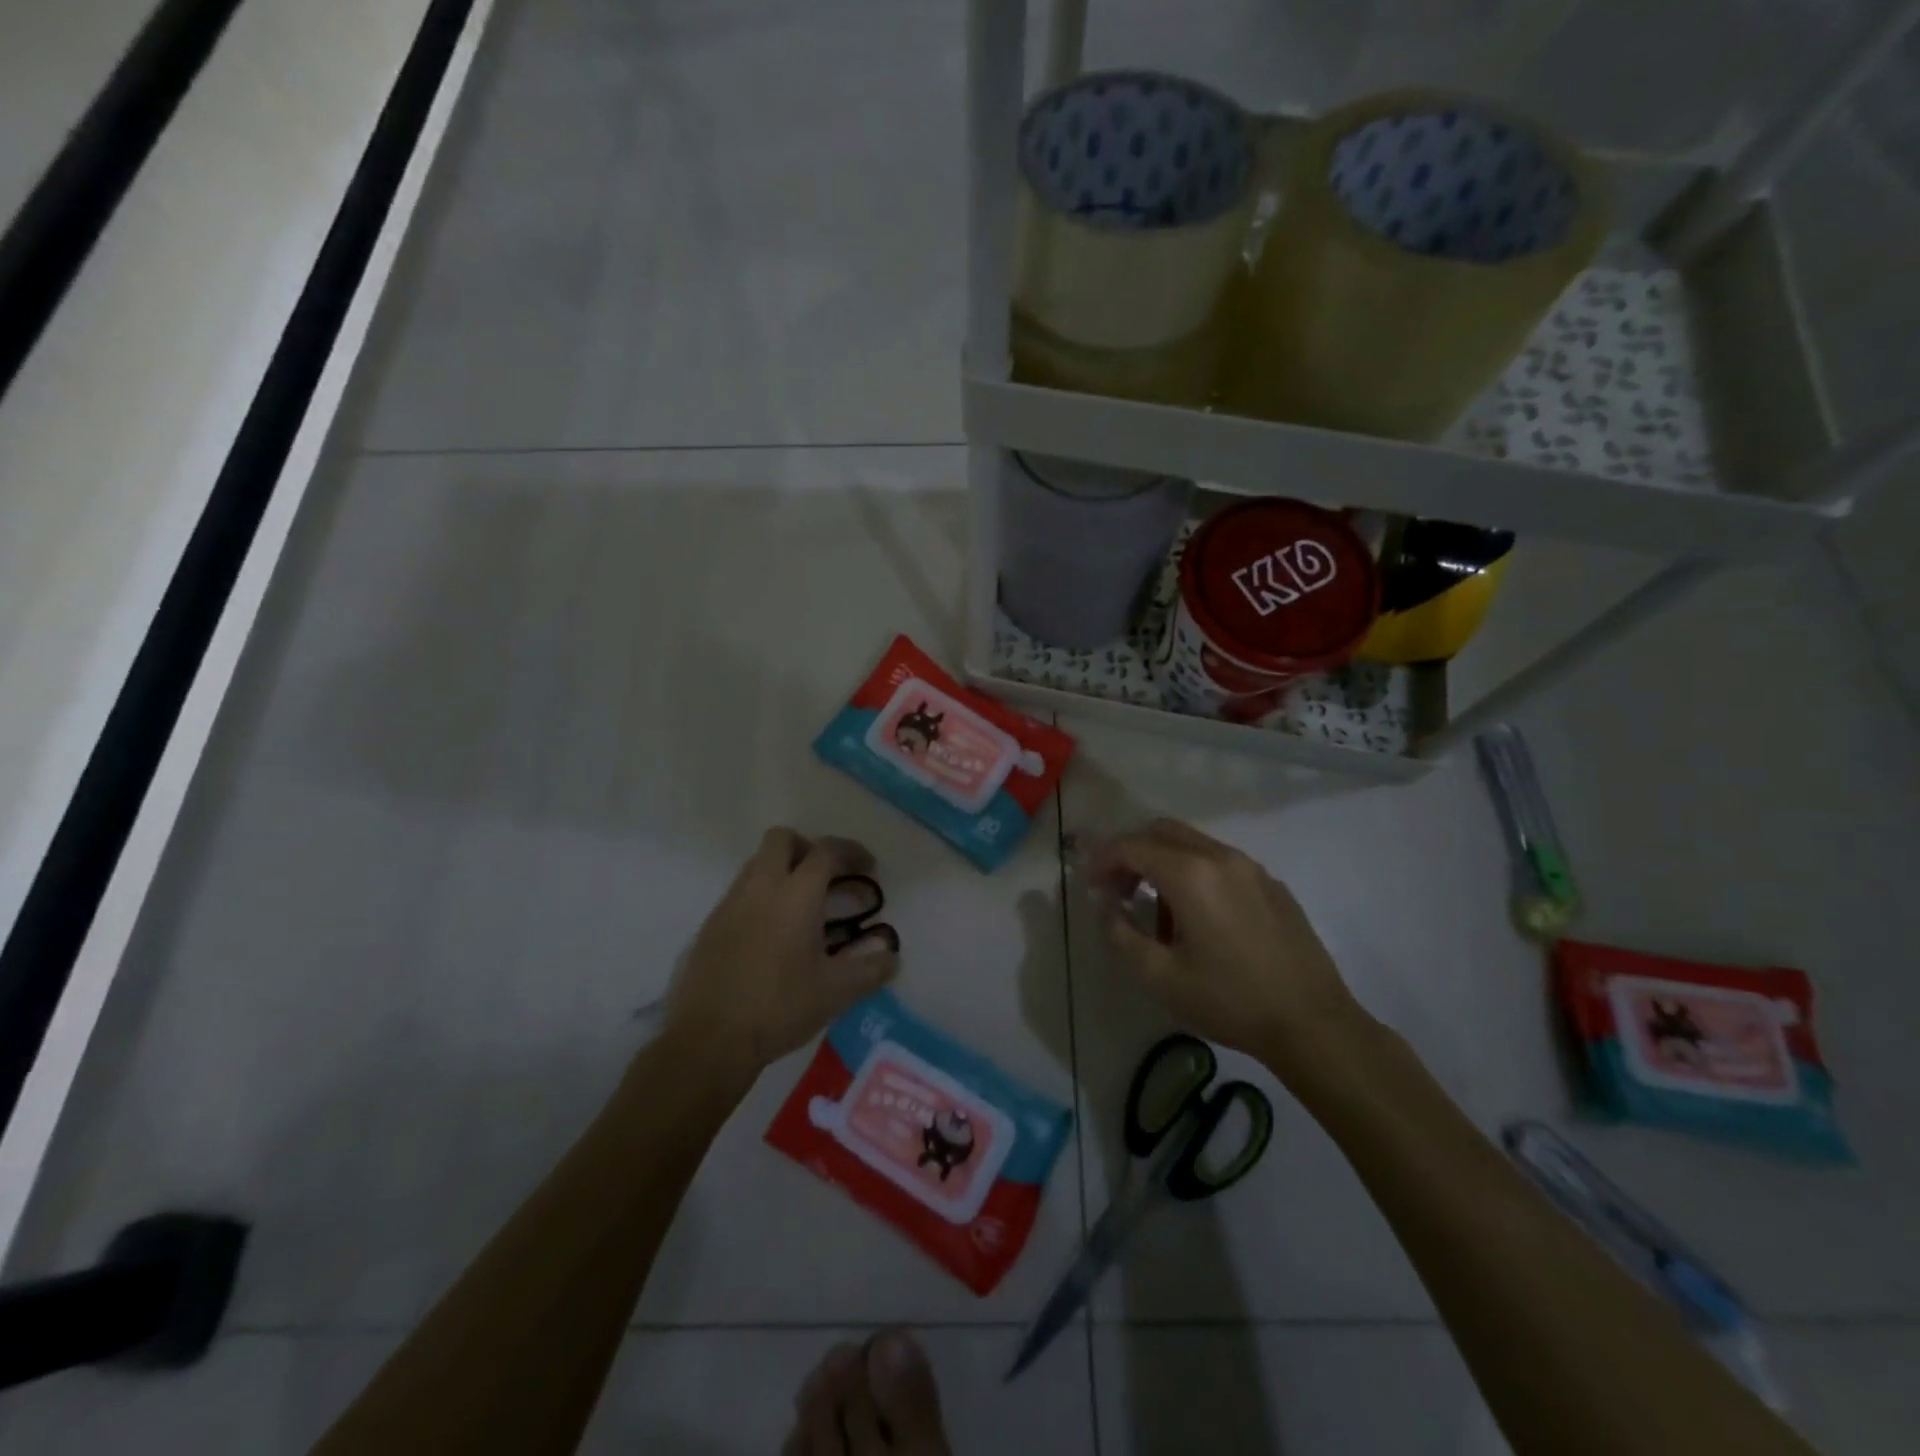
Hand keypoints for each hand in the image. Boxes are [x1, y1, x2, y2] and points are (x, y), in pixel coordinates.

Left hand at [662, 828, 898, 1086]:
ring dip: (781, 869)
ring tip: (801, 905)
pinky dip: (760, 896)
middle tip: (826, 876)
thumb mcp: (835, 993)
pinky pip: (739, 892)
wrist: (709, 1040)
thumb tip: (892, 958)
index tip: (867, 867)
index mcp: (796, 896)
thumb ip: (869, 970)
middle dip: (808, 847)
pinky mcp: (710, 925)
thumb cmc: (779, 1008)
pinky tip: (770, 933)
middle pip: (781, 839)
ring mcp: (729, 904)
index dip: (851, 851)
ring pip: (756, 862)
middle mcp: (760, 888)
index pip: (825, 851)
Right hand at [1091, 818, 1362, 1062]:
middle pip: (1162, 831)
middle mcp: (1221, 857)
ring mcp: (1251, 868)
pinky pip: (1220, 863)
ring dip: (1162, 863)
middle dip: (1131, 853)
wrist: (1313, 1024)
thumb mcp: (1160, 977)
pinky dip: (1194, 874)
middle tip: (1116, 890)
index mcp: (1191, 875)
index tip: (1090, 885)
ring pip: (1192, 844)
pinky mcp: (1272, 885)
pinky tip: (1197, 919)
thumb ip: (1121, 933)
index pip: (1132, 846)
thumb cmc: (1230, 1001)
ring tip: (1156, 914)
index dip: (1103, 860)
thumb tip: (1106, 905)